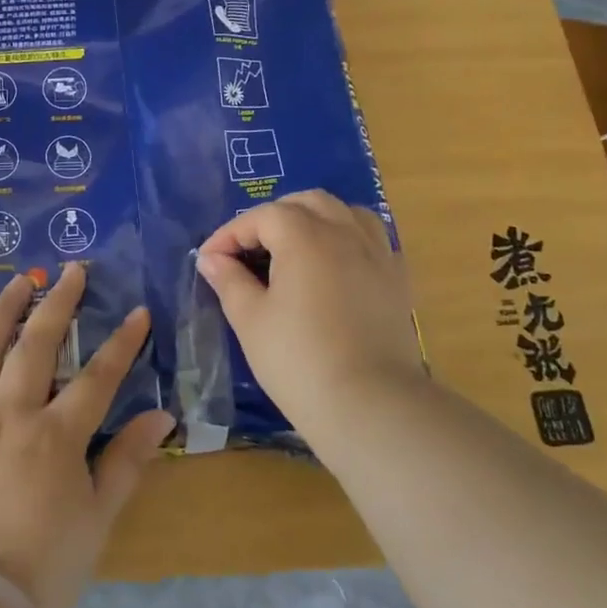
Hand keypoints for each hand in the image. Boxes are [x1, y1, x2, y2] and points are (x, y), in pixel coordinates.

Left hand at [0, 264, 173, 607]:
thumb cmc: (46, 566)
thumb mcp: (99, 516)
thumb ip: (128, 460)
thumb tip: (162, 416)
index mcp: (54, 436)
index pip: (97, 377)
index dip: (122, 343)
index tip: (138, 313)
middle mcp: (8, 416)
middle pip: (36, 346)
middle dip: (58, 304)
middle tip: (71, 270)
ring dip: (2, 313)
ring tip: (18, 281)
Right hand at [195, 190, 423, 431]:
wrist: (370, 405)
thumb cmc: (298, 360)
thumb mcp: (250, 320)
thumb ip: (229, 281)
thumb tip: (211, 259)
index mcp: (305, 237)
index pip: (261, 217)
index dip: (230, 234)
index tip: (209, 261)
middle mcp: (345, 233)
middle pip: (306, 202)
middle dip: (272, 217)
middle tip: (248, 250)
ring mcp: (377, 254)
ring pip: (345, 213)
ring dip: (314, 219)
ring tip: (293, 248)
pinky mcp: (397, 280)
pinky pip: (372, 240)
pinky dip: (347, 239)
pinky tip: (333, 267)